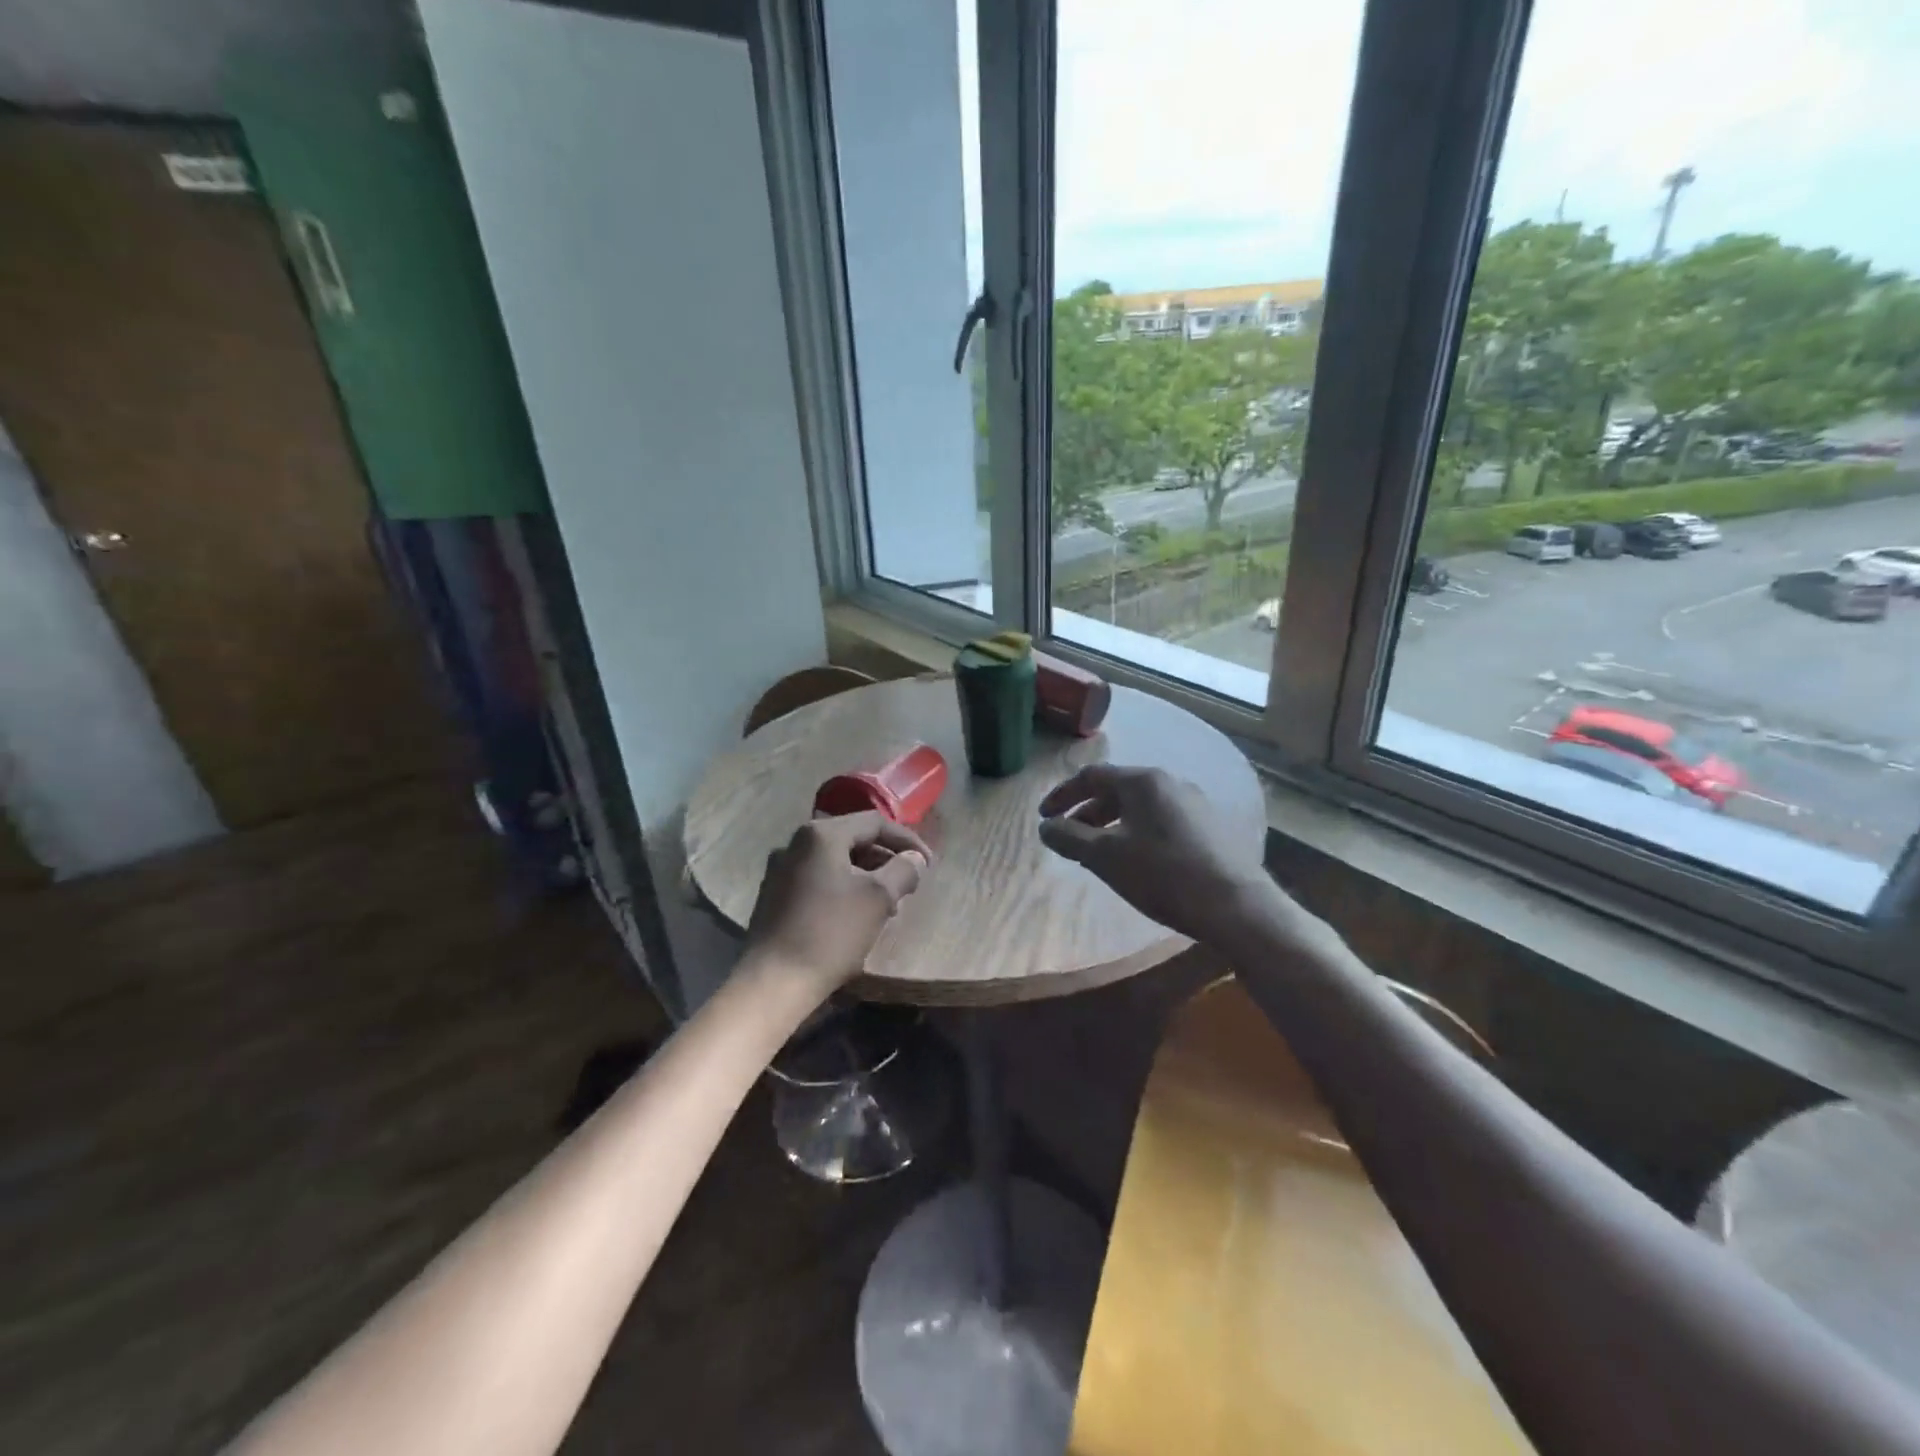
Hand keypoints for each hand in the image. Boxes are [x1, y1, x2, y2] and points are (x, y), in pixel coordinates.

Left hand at [744, 812, 930, 993]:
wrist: (772, 982)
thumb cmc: (830, 933)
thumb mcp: (878, 899)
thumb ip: (902, 870)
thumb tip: (914, 859)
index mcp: (821, 834)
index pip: (874, 822)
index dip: (907, 840)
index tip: (928, 864)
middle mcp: (796, 843)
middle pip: (853, 839)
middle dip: (886, 859)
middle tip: (909, 884)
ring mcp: (780, 869)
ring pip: (835, 861)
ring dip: (866, 876)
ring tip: (888, 905)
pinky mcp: (774, 895)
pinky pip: (818, 879)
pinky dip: (843, 888)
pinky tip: (856, 915)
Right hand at [1038, 764, 1277, 942]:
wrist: (1235, 905)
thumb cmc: (1162, 874)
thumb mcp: (1105, 857)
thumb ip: (1069, 838)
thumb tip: (1045, 827)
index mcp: (1142, 781)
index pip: (1091, 776)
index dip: (1062, 795)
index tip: (1044, 818)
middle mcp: (1169, 782)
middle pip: (1117, 789)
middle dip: (1087, 812)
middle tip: (1070, 837)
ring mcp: (1194, 802)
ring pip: (1140, 805)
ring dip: (1112, 823)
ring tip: (1100, 852)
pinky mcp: (1210, 825)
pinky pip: (1161, 819)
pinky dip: (1137, 831)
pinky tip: (1138, 859)